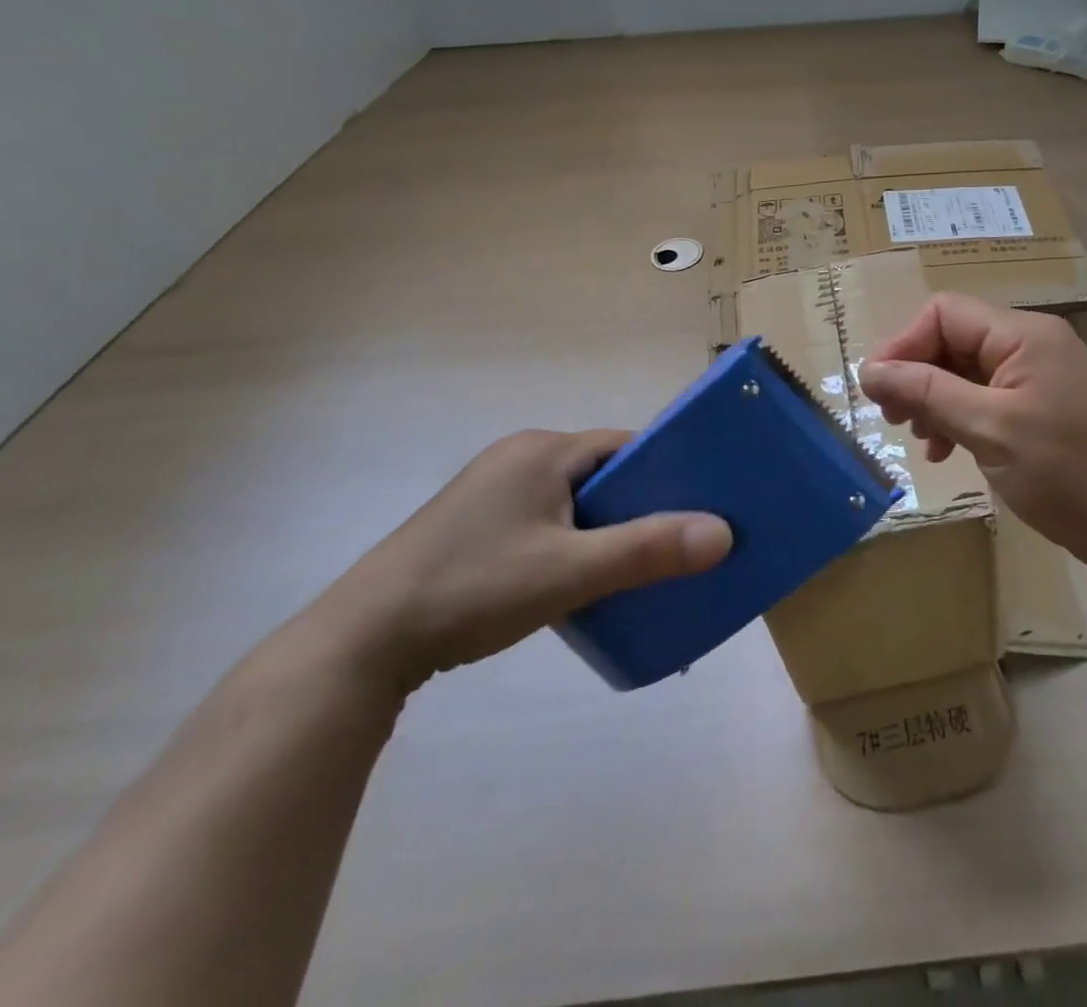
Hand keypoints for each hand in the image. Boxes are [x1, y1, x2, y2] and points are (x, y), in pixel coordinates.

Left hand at [308, 429, 731, 690]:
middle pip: (601, 472)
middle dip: (640, 504)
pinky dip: (573, 542)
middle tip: (678, 542)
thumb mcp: (570, 572)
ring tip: (639, 565)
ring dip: (606, 528)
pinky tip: (583, 579)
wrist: (363, 641)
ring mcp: (493, 490)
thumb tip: (723, 533)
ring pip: (574, 500)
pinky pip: (547, 520)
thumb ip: (647, 550)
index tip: (702, 505)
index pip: (625, 446)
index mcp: (543, 450)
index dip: (667, 471)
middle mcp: (519, 457)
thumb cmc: (474, 588)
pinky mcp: (476, 523)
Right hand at [859, 294, 1086, 585]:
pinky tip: (945, 450)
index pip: (944, 313)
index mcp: (1022, 334)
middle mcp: (1028, 344)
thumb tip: (868, 371)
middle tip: (892, 418)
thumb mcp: (987, 428)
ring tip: (920, 438)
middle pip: (952, 339)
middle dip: (916, 375)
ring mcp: (1034, 375)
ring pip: (963, 370)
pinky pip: (982, 396)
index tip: (876, 390)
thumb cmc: (1063, 471)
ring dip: (933, 399)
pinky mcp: (1036, 406)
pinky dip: (956, 416)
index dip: (904, 345)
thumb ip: (926, 392)